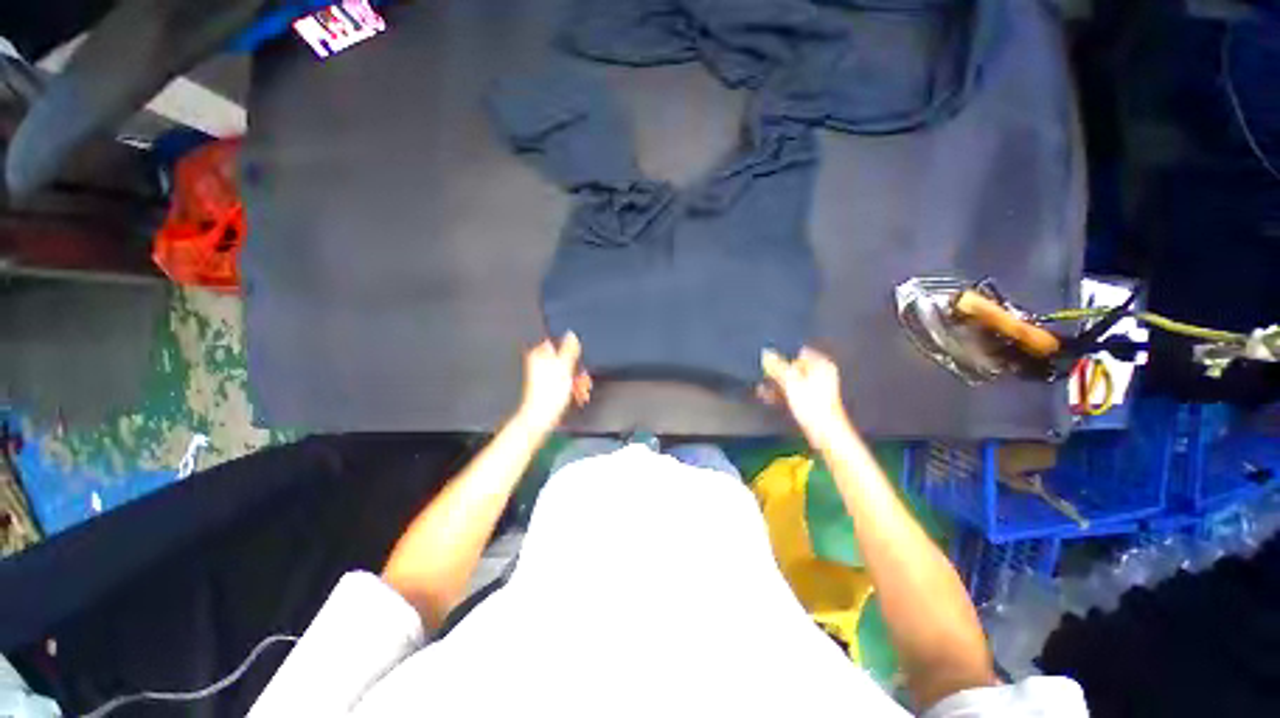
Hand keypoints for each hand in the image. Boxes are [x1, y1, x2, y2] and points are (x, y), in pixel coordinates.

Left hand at [516, 332, 591, 432]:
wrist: (541, 417)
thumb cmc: (547, 395)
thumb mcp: (564, 367)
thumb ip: (569, 349)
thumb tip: (571, 334)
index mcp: (540, 353)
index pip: (560, 343)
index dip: (572, 351)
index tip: (578, 360)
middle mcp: (540, 363)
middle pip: (565, 358)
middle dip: (576, 368)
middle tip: (581, 377)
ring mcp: (544, 375)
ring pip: (566, 371)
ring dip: (576, 379)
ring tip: (580, 389)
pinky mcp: (549, 387)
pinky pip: (564, 382)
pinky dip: (572, 386)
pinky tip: (576, 394)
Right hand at [760, 347, 849, 446]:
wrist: (824, 431)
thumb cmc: (812, 404)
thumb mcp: (790, 380)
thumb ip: (777, 366)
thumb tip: (766, 353)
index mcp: (821, 364)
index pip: (798, 354)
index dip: (784, 358)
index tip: (769, 363)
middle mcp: (821, 374)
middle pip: (794, 369)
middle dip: (778, 373)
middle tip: (764, 376)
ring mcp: (816, 389)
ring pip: (792, 382)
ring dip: (777, 384)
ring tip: (763, 388)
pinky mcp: (811, 402)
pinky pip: (793, 393)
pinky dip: (782, 394)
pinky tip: (769, 397)